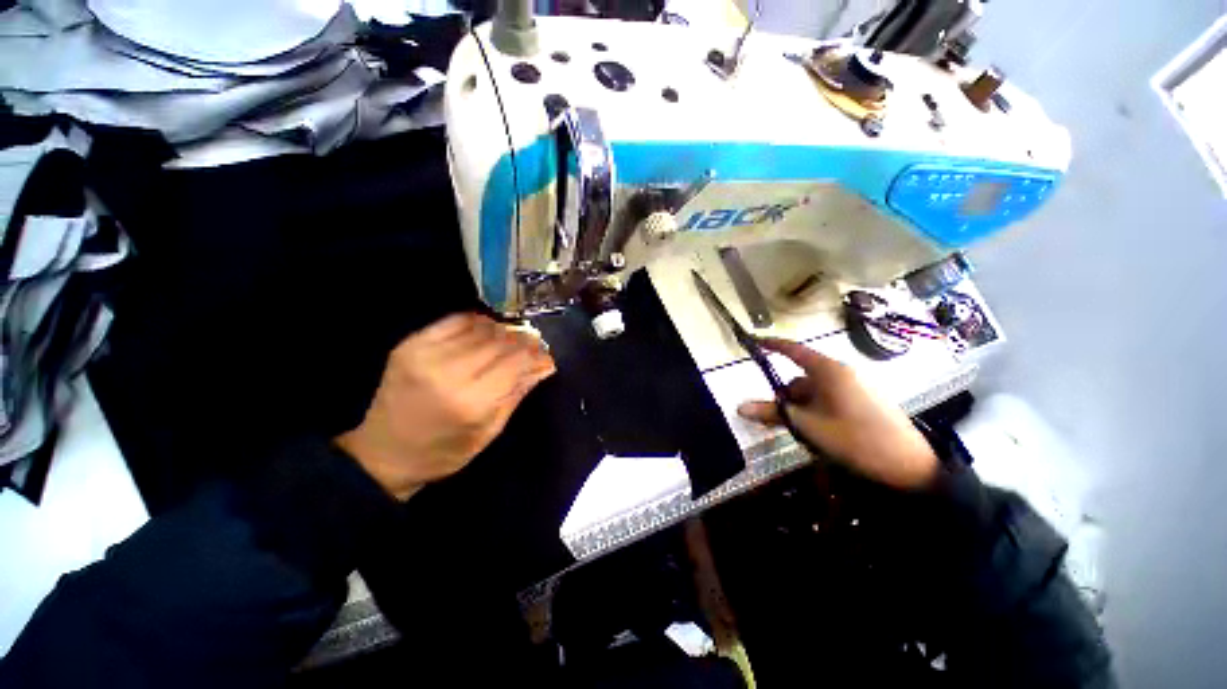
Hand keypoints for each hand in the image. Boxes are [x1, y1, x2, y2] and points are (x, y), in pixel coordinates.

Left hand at [337, 314, 555, 499]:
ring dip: (503, 331)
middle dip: (524, 340)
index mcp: (471, 401)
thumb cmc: (443, 452)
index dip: (537, 354)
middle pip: (501, 341)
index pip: (516, 361)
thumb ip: (517, 393)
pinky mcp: (411, 344)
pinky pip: (455, 321)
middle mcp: (449, 371)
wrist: (383, 453)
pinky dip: (477, 322)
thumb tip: (544, 365)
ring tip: (512, 339)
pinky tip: (486, 331)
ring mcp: (426, 353)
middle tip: (534, 345)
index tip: (546, 356)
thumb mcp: (489, 431)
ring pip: (481, 328)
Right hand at [737, 338, 939, 489]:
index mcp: (830, 371)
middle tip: (776, 419)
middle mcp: (842, 374)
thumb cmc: (855, 439)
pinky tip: (819, 433)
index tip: (754, 342)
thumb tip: (740, 407)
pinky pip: (829, 399)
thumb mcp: (808, 427)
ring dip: (801, 408)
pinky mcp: (864, 401)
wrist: (910, 467)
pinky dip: (816, 411)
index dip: (772, 345)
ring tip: (801, 433)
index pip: (794, 350)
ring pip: (814, 392)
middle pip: (801, 378)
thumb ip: (774, 413)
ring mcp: (855, 387)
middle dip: (786, 397)